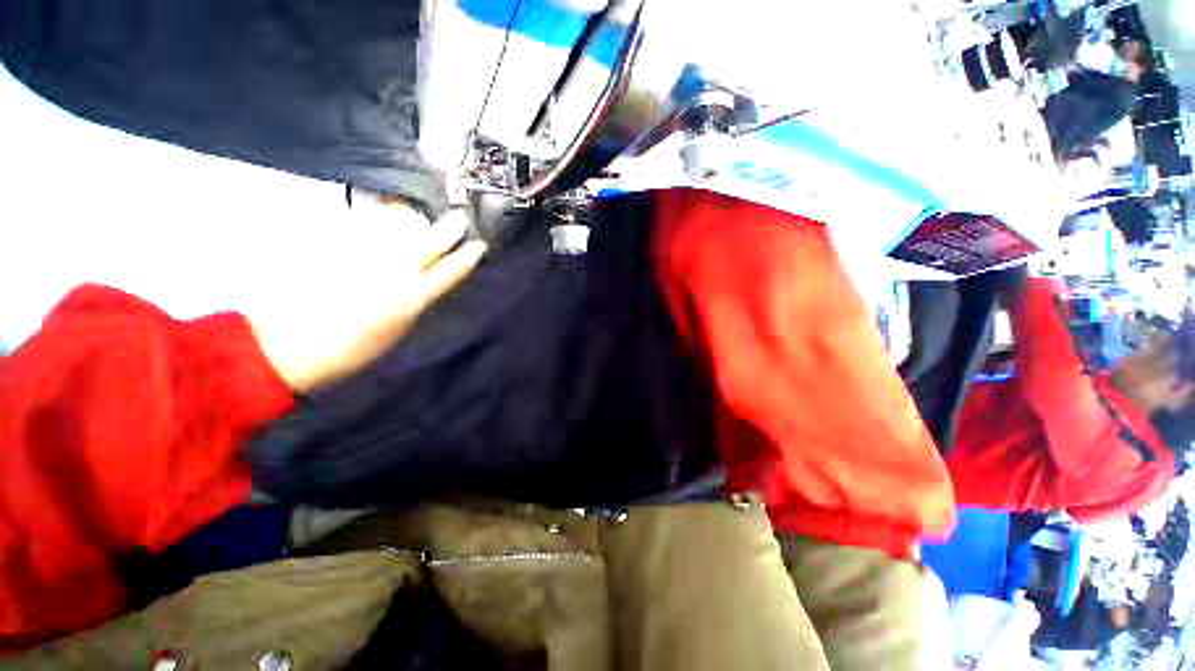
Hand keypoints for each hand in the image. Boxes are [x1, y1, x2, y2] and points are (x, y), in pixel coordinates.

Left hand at [249, 203, 485, 391]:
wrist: (285, 347)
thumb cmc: (347, 351)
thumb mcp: (393, 332)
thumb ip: (411, 302)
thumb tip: (422, 284)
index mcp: (410, 299)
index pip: (448, 273)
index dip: (465, 259)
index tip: (479, 245)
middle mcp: (392, 273)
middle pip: (427, 245)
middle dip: (447, 230)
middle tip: (458, 218)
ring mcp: (362, 256)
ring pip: (396, 229)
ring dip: (413, 220)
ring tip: (419, 215)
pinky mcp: (332, 247)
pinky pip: (363, 225)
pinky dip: (376, 219)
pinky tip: (381, 214)